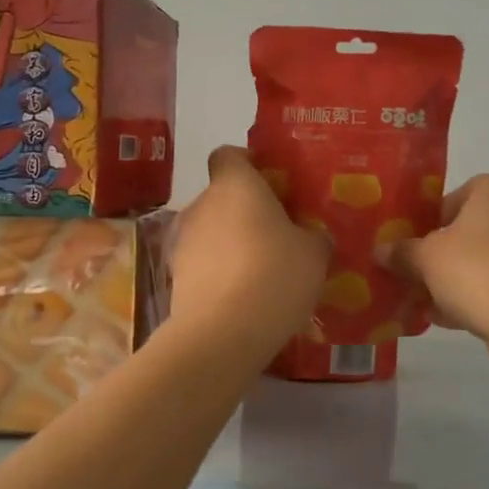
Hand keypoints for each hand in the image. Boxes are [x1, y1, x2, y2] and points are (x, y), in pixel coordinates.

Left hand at [168, 147, 328, 356]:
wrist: (222, 333)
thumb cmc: (274, 275)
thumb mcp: (313, 254)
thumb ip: (312, 236)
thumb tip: (310, 236)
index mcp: (234, 185)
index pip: (229, 155)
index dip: (248, 165)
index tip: (272, 185)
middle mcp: (201, 204)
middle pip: (222, 197)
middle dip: (245, 212)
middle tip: (277, 235)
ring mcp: (182, 241)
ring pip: (210, 232)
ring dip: (230, 245)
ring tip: (260, 273)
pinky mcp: (174, 277)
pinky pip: (202, 265)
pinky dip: (219, 274)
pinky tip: (243, 299)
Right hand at [378, 175, 488, 371]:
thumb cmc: (477, 271)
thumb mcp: (426, 258)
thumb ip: (401, 251)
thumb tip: (381, 250)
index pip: (452, 197)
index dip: (426, 221)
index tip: (408, 245)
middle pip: (466, 231)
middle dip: (438, 255)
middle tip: (410, 274)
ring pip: (481, 262)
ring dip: (452, 280)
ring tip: (422, 301)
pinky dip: (473, 298)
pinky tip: (444, 319)